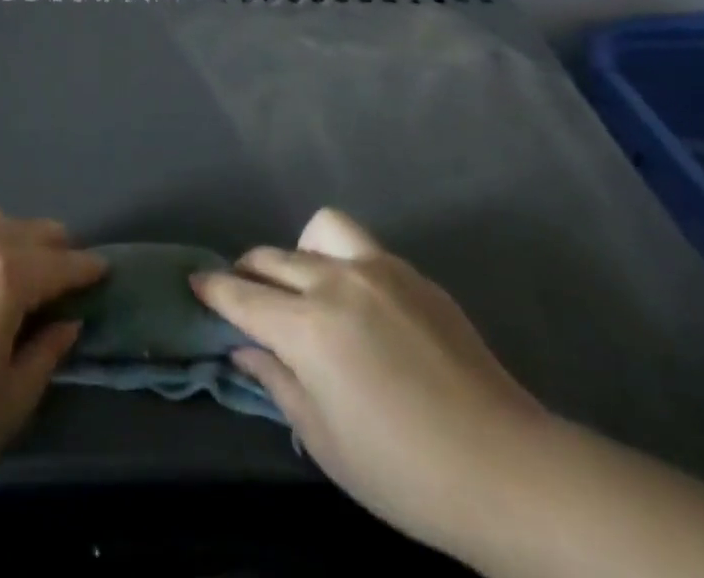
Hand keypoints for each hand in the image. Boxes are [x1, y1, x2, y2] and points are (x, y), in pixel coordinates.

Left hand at [0, 207, 105, 490]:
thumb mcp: (10, 400)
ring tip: (26, 265)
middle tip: (67, 275)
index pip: (60, 264)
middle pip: (32, 231)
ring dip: (21, 237)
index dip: (87, 269)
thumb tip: (67, 322)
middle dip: (57, 249)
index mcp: (7, 275)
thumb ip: (46, 353)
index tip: (105, 270)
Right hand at [192, 209, 546, 554]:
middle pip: (273, 258)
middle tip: (247, 297)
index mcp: (308, 326)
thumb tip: (244, 349)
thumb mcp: (324, 440)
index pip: (242, 296)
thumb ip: (277, 382)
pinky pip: (362, 250)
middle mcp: (336, 281)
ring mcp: (379, 270)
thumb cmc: (404, 472)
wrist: (508, 471)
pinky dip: (343, 264)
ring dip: (299, 253)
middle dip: (248, 272)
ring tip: (305, 286)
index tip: (195, 283)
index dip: (213, 289)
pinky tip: (360, 305)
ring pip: (318, 232)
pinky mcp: (414, 274)